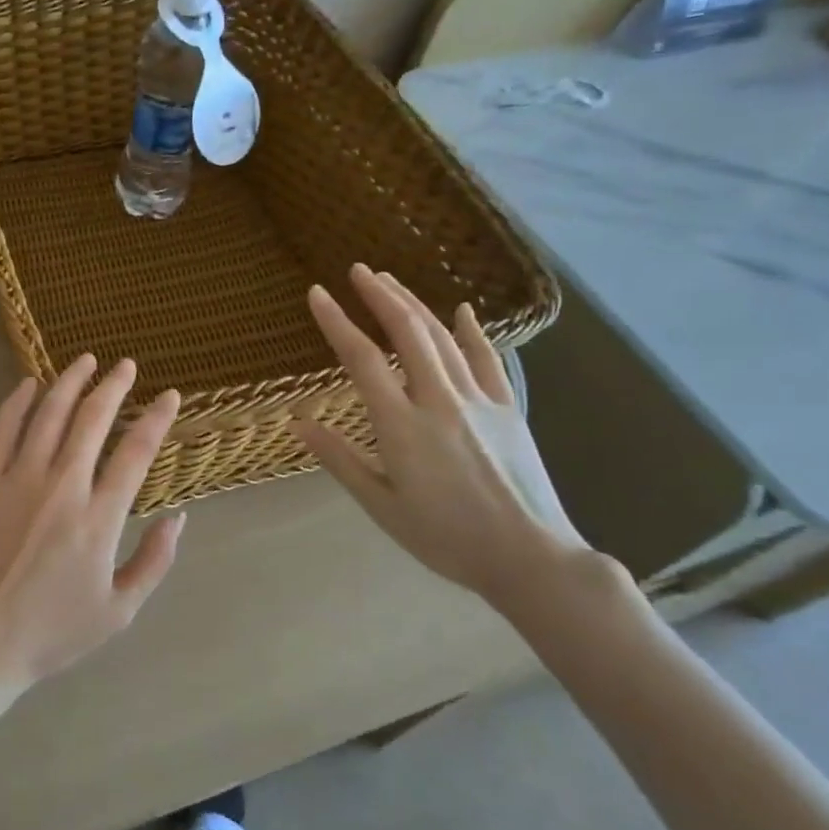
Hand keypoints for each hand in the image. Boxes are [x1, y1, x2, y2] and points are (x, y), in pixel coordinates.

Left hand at [0, 356, 185, 695]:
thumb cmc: (53, 631)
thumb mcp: (119, 611)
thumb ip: (154, 561)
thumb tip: (179, 517)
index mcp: (98, 518)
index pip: (136, 452)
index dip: (156, 418)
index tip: (169, 396)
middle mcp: (61, 486)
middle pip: (93, 419)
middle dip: (114, 385)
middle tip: (126, 365)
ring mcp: (17, 479)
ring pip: (49, 414)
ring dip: (70, 381)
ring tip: (85, 360)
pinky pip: (1, 429)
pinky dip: (16, 402)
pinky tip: (28, 384)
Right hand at [291, 265, 588, 609]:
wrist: (531, 558)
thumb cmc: (446, 537)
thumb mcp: (382, 505)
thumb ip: (339, 459)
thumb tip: (297, 422)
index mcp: (402, 426)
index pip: (362, 360)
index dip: (336, 322)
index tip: (317, 294)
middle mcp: (439, 401)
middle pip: (407, 333)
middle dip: (379, 296)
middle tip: (357, 271)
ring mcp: (478, 400)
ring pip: (442, 338)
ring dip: (414, 304)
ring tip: (390, 281)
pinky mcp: (507, 408)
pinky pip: (487, 359)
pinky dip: (472, 331)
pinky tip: (462, 310)